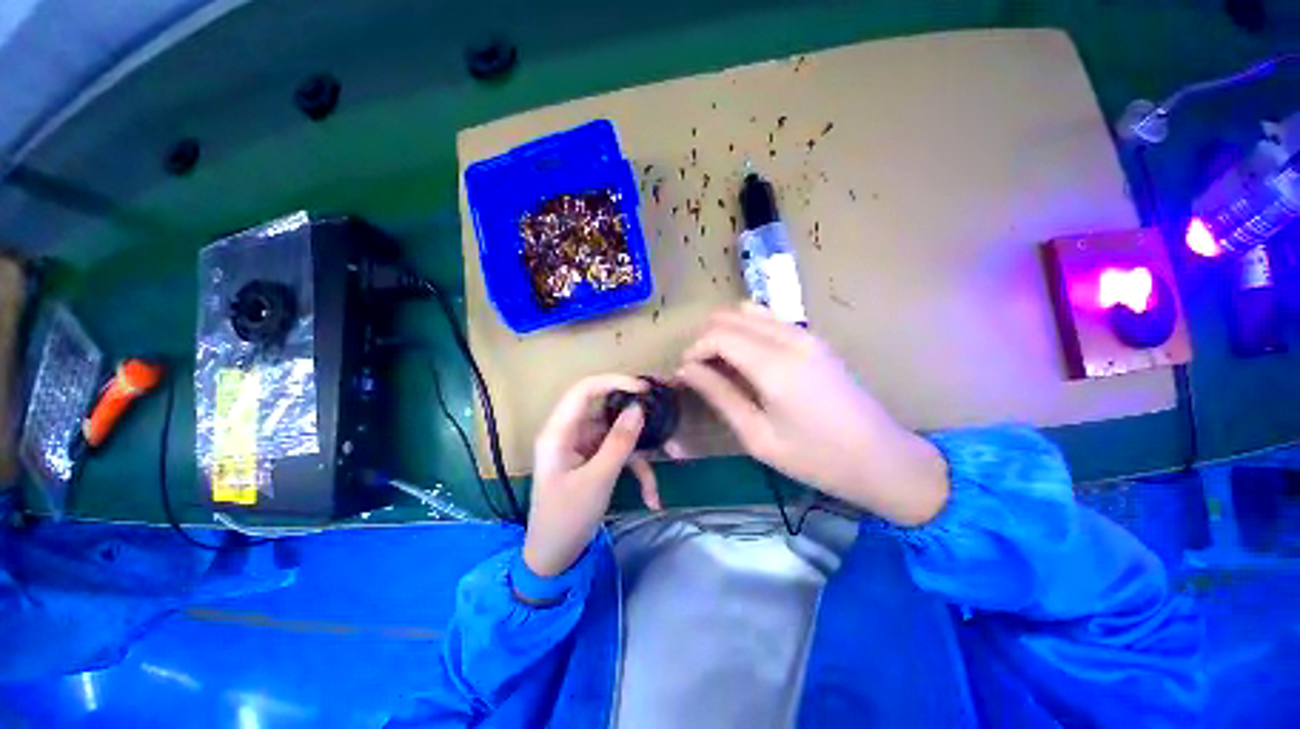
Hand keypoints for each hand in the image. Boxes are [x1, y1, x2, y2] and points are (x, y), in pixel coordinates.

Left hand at [523, 374, 661, 576]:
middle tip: (663, 414)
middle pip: (607, 411)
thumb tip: (638, 408)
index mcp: (559, 432)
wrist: (555, 559)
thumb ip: (619, 442)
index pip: (584, 390)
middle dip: (636, 418)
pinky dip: (637, 473)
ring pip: (619, 437)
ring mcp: (584, 447)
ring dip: (642, 456)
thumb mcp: (597, 480)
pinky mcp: (594, 461)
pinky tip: (651, 498)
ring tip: (665, 473)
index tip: (643, 388)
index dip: (613, 382)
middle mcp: (571, 433)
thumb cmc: (567, 519)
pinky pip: (620, 456)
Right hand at [678, 304, 948, 525]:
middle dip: (706, 338)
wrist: (882, 459)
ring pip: (749, 312)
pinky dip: (747, 331)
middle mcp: (790, 339)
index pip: (718, 335)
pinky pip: (769, 320)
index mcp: (774, 366)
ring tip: (720, 364)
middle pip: (730, 317)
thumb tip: (686, 370)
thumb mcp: (757, 436)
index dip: (694, 350)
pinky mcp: (814, 339)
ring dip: (726, 332)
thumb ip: (719, 395)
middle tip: (699, 370)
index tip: (685, 373)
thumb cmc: (815, 458)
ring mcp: (806, 334)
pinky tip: (746, 358)